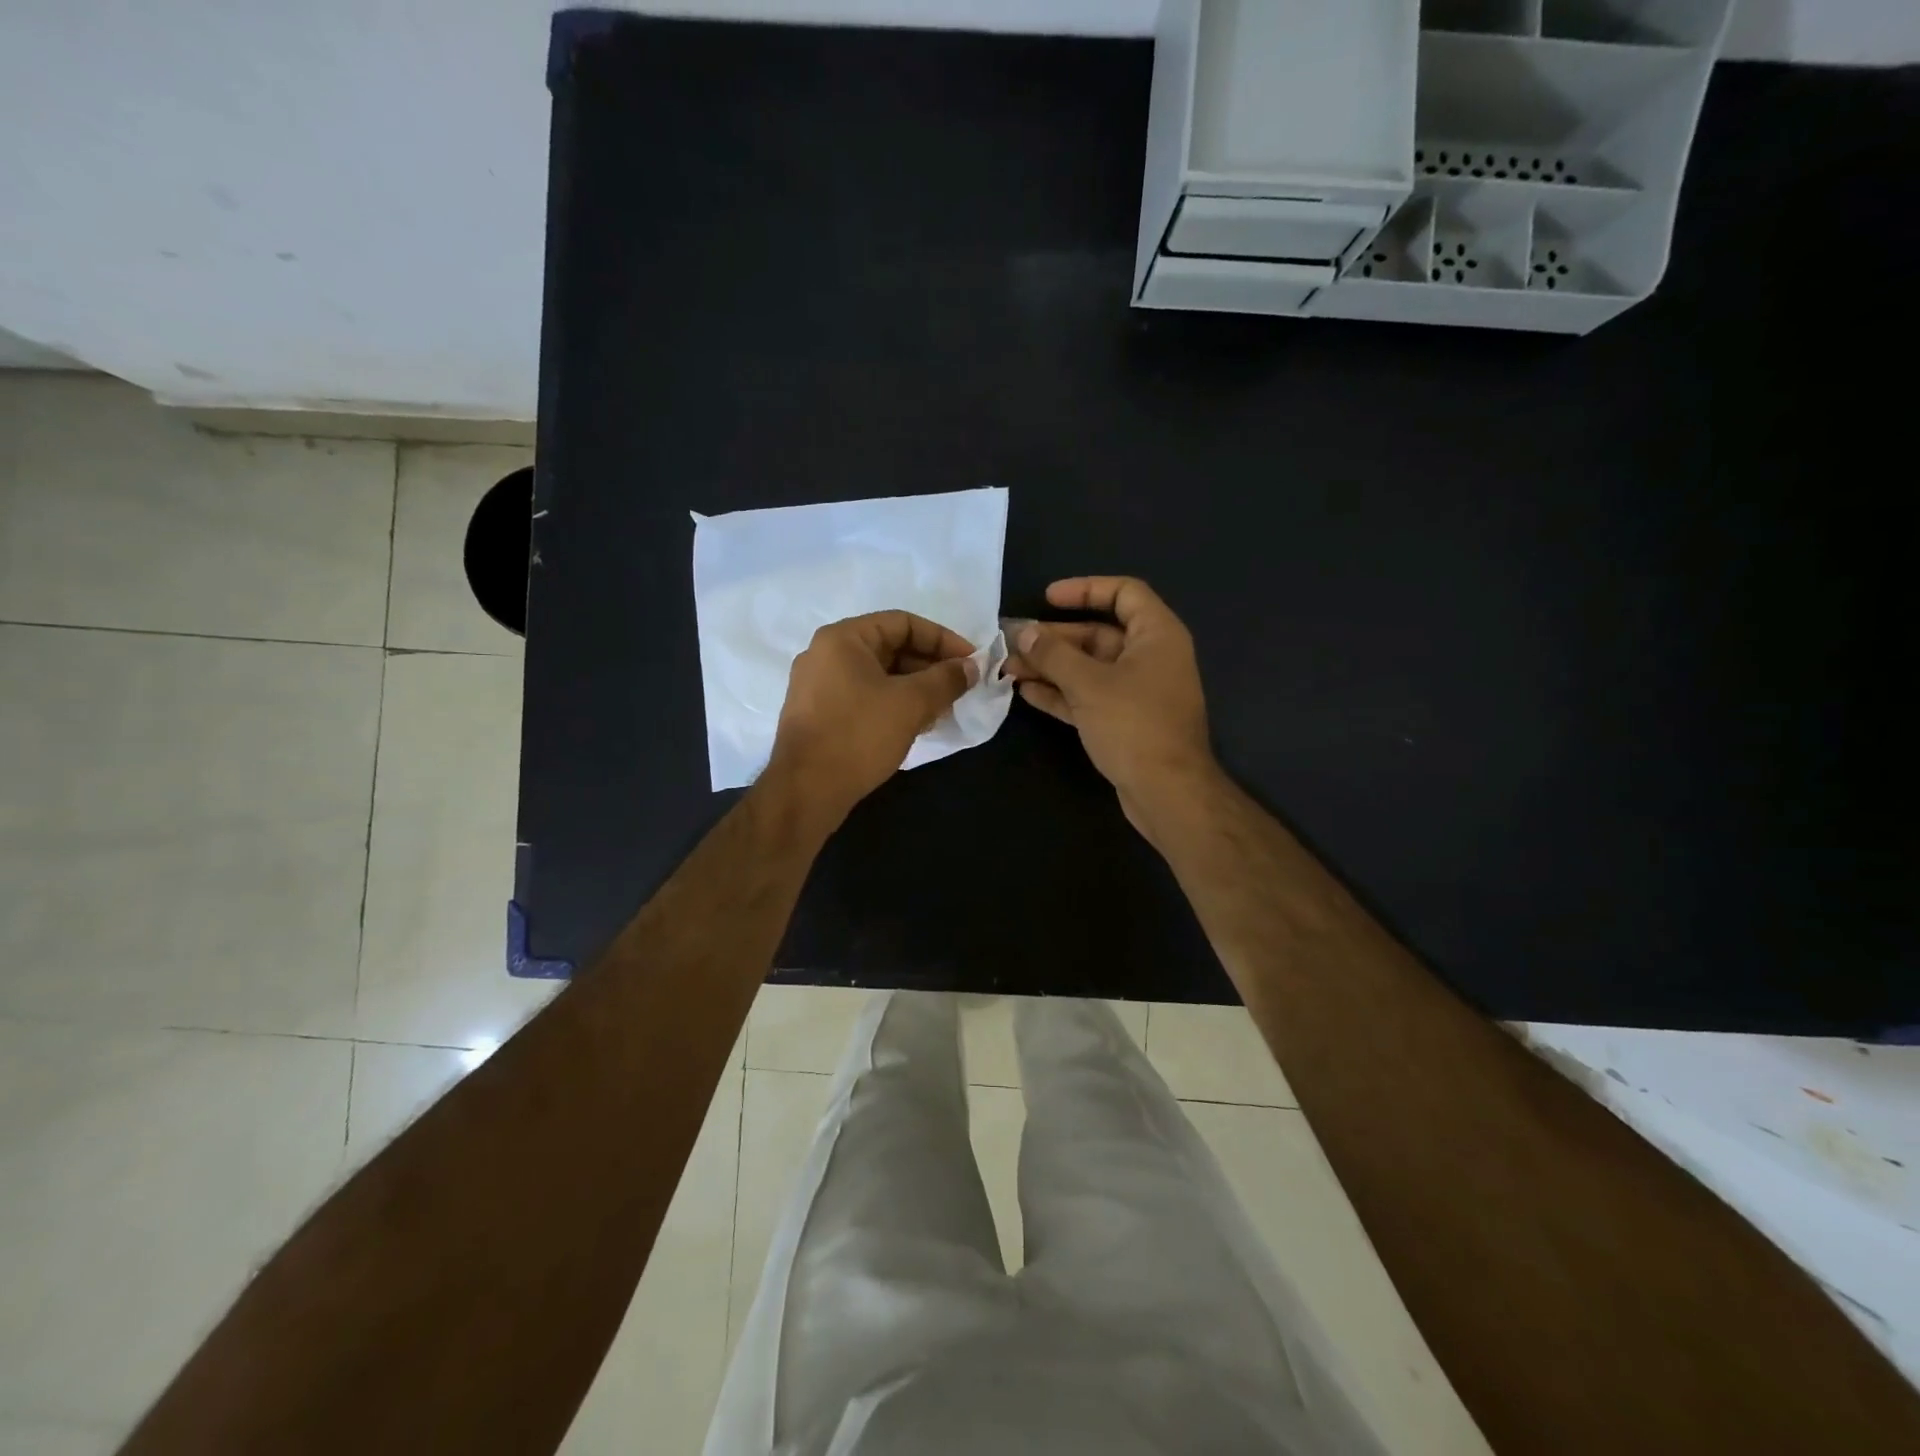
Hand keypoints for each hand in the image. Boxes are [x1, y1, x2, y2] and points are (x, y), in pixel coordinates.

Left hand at [765, 610, 977, 823]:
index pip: (903, 623)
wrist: (805, 790)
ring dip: (915, 687)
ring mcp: (819, 686)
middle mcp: (826, 654)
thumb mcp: (911, 703)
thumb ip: (946, 679)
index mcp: (843, 638)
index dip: (942, 639)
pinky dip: (894, 704)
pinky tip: (917, 724)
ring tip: (944, 709)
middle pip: (890, 647)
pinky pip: (865, 696)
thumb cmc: (859, 735)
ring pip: (879, 675)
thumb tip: (970, 667)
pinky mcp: (819, 714)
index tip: (971, 662)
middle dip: (930, 666)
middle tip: (960, 688)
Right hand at [1008, 577, 1217, 829]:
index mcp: (1156, 635)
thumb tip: (1023, 632)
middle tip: (1014, 641)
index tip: (1048, 598)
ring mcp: (1138, 692)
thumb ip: (1053, 655)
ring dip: (1051, 667)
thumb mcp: (1088, 684)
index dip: (1085, 589)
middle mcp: (1150, 658)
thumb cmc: (1133, 725)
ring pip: (1089, 669)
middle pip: (1098, 634)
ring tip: (1009, 668)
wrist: (1167, 792)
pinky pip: (1089, 696)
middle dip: (1054, 638)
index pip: (1124, 593)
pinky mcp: (1125, 721)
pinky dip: (1061, 693)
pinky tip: (1026, 692)